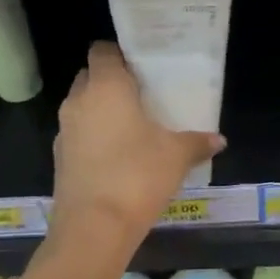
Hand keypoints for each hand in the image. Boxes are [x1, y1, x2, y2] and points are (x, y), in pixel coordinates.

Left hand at [53, 43, 224, 236]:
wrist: (94, 227)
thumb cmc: (137, 176)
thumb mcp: (176, 157)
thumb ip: (197, 143)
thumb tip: (219, 140)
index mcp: (105, 87)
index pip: (102, 51)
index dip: (121, 54)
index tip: (142, 67)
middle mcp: (78, 102)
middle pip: (90, 77)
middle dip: (111, 83)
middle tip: (141, 97)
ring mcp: (64, 131)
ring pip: (82, 108)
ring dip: (101, 113)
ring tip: (132, 128)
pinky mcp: (59, 159)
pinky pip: (78, 136)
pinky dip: (94, 140)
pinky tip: (117, 158)